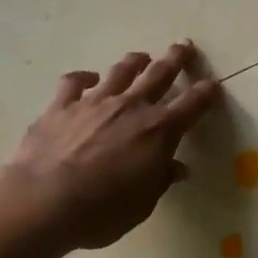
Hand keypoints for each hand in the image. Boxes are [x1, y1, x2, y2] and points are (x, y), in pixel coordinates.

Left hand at [4, 41, 222, 249]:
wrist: (43, 202)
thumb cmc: (101, 211)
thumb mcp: (142, 204)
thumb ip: (160, 179)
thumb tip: (176, 167)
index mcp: (158, 131)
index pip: (191, 105)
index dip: (205, 93)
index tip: (214, 84)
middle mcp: (130, 107)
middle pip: (159, 74)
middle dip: (175, 58)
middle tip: (183, 45)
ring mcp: (94, 102)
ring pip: (120, 72)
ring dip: (134, 62)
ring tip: (141, 56)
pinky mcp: (61, 106)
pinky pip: (74, 82)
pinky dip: (83, 78)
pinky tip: (87, 78)